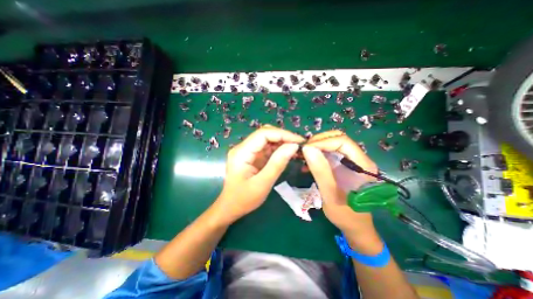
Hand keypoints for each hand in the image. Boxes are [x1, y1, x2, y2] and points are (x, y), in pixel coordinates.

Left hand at [216, 125, 303, 223]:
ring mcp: (247, 151)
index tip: (299, 141)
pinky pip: (266, 148)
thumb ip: (277, 164)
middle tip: (299, 145)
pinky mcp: (251, 156)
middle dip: (283, 137)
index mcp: (241, 152)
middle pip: (265, 134)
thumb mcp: (263, 184)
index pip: (263, 134)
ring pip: (267, 139)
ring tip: (296, 149)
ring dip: (282, 142)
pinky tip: (287, 153)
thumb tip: (293, 146)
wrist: (230, 207)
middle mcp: (243, 147)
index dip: (282, 134)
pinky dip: (278, 149)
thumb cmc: (244, 199)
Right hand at [302, 131, 380, 248]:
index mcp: (363, 165)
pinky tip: (308, 164)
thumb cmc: (346, 215)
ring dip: (317, 147)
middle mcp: (359, 159)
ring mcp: (351, 161)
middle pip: (338, 139)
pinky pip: (330, 153)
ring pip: (333, 144)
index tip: (305, 149)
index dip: (323, 142)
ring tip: (303, 156)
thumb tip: (307, 149)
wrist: (355, 226)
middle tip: (303, 151)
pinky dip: (317, 154)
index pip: (343, 141)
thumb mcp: (330, 195)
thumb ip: (320, 171)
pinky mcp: (344, 165)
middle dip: (319, 141)